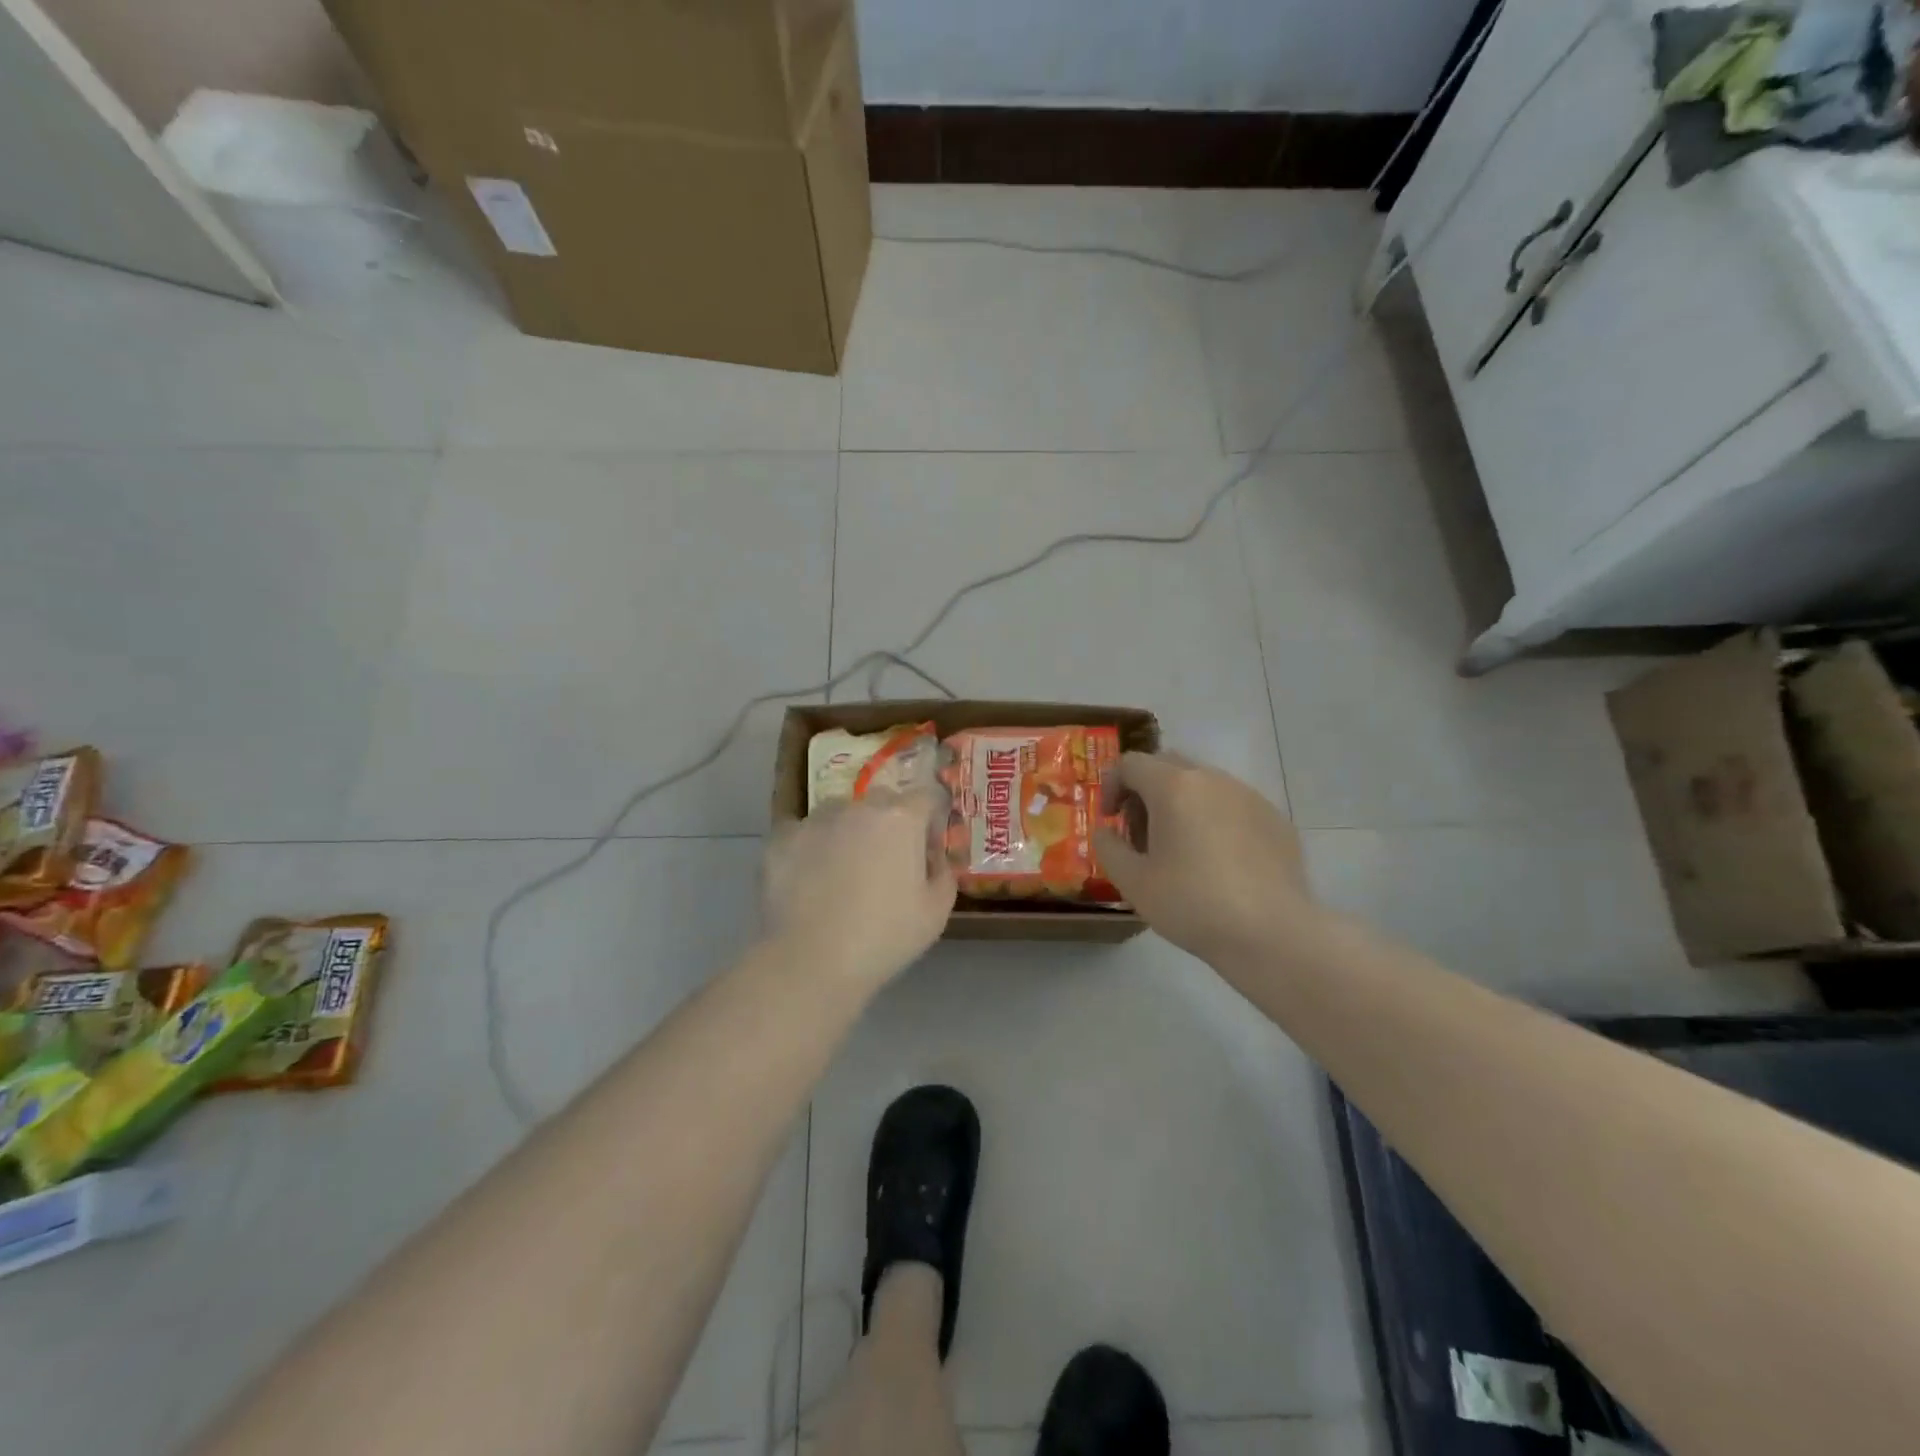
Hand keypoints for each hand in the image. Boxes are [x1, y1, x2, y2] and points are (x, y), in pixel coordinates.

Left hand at [761, 790, 956, 987]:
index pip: (926, 798)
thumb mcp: (936, 913)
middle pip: (882, 803)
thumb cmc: (884, 937)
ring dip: (848, 833)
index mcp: (900, 819)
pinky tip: (809, 881)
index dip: (930, 822)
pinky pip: (803, 834)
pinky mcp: (780, 839)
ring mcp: (814, 820)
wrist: (811, 962)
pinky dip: (810, 849)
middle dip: (889, 825)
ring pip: (839, 815)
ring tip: (841, 874)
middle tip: (885, 865)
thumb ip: (943, 873)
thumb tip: (933, 858)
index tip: (926, 852)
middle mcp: (857, 807)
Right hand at [1094, 752, 1321, 970]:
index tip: (1110, 821)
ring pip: (1203, 785)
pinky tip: (1219, 862)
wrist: (1272, 933)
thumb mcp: (1133, 882)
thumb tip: (1106, 831)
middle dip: (1146, 792)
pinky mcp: (1275, 819)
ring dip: (1181, 805)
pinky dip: (1215, 820)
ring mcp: (1249, 796)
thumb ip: (1109, 847)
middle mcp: (1212, 779)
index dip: (1112, 786)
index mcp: (1174, 786)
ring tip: (1181, 849)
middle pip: (1167, 766)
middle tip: (1141, 834)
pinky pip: (1233, 806)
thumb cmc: (1192, 904)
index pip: (1131, 763)